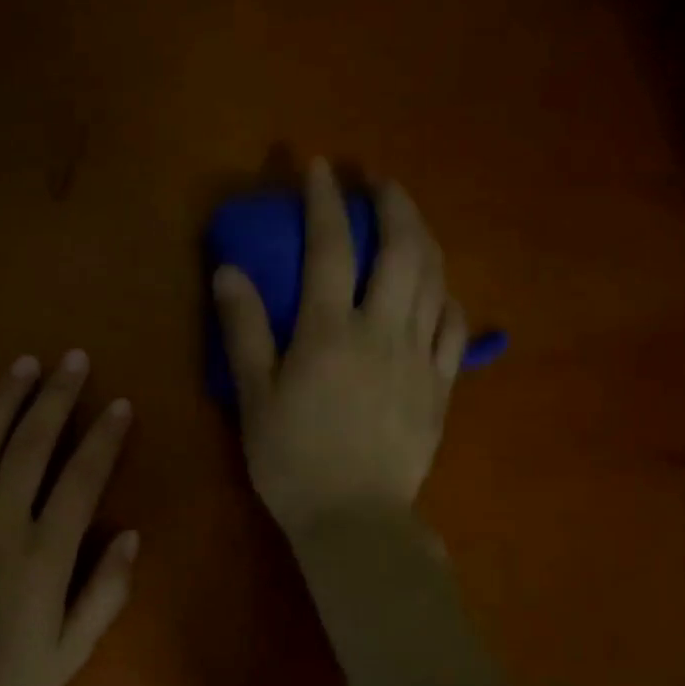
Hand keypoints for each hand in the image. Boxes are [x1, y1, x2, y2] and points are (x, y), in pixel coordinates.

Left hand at [0, 352, 138, 685]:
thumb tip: (130, 534)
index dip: (104, 437)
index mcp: (43, 556)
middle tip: (73, 359)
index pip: (81, 478)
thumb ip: (106, 592)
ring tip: (24, 364)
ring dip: (4, 399)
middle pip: (31, 445)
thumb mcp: (70, 652)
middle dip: (56, 396)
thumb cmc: (3, 683)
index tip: (119, 404)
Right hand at [213, 158, 466, 536]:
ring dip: (425, 239)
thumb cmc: (291, 460)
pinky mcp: (442, 387)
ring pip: (436, 280)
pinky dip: (448, 297)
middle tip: (382, 182)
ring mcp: (420, 358)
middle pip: (402, 250)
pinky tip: (440, 292)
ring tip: (411, 222)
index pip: (330, 247)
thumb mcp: (254, 397)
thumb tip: (228, 271)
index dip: (325, 200)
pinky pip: (456, 328)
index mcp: (329, 331)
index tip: (320, 167)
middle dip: (394, 205)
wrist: (353, 519)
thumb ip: (244, 330)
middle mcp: (382, 331)